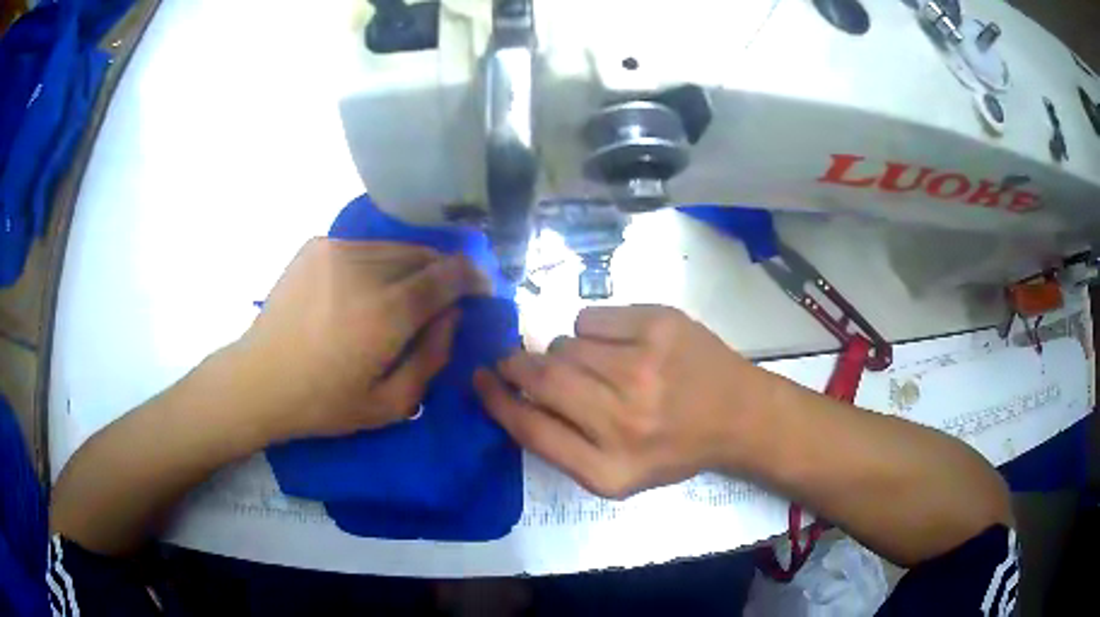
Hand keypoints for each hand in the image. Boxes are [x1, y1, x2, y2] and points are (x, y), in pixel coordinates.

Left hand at [236, 238, 488, 440]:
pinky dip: (378, 263)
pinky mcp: (317, 247)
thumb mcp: (390, 404)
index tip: (482, 286)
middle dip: (442, 272)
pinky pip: (365, 248)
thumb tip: (453, 316)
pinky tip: (366, 289)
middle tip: (442, 296)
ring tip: (403, 293)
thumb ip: (432, 358)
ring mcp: (337, 252)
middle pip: (424, 255)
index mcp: (387, 314)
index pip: (447, 275)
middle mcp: (365, 271)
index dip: (472, 276)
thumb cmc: (324, 402)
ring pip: (394, 247)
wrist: (260, 379)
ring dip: (410, 267)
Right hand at [474, 305, 773, 498]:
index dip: (496, 400)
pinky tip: (620, 346)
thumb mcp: (616, 474)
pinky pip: (589, 317)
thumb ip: (560, 445)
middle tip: (514, 360)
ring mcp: (643, 365)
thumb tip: (511, 396)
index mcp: (609, 468)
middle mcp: (624, 419)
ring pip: (564, 344)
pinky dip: (591, 331)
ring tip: (595, 366)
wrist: (737, 414)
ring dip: (564, 354)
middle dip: (515, 364)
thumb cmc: (673, 448)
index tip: (479, 380)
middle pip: (541, 377)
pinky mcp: (658, 323)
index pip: (530, 428)